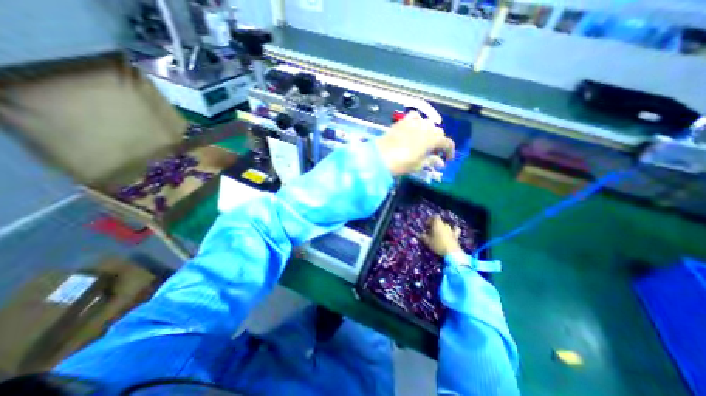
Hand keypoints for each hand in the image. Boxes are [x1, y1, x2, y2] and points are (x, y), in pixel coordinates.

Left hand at [378, 111, 453, 174]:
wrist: (380, 156)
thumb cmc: (401, 163)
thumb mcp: (418, 165)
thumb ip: (431, 161)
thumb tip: (441, 163)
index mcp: (433, 139)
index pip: (447, 143)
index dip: (449, 151)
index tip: (447, 159)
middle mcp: (426, 127)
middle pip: (439, 132)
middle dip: (439, 142)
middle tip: (433, 152)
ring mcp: (414, 122)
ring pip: (428, 123)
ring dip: (430, 132)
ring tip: (424, 141)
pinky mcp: (403, 121)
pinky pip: (415, 116)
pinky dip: (418, 121)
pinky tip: (415, 128)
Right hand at [421, 217, 466, 255]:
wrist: (451, 252)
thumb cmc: (437, 244)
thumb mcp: (427, 241)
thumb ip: (422, 236)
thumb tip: (419, 234)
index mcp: (437, 224)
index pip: (434, 217)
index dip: (430, 220)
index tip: (426, 226)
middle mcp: (445, 225)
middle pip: (440, 222)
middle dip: (435, 225)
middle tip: (430, 231)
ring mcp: (451, 230)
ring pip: (446, 226)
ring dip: (442, 228)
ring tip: (439, 234)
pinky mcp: (456, 236)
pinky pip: (455, 230)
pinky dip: (453, 231)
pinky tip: (451, 234)